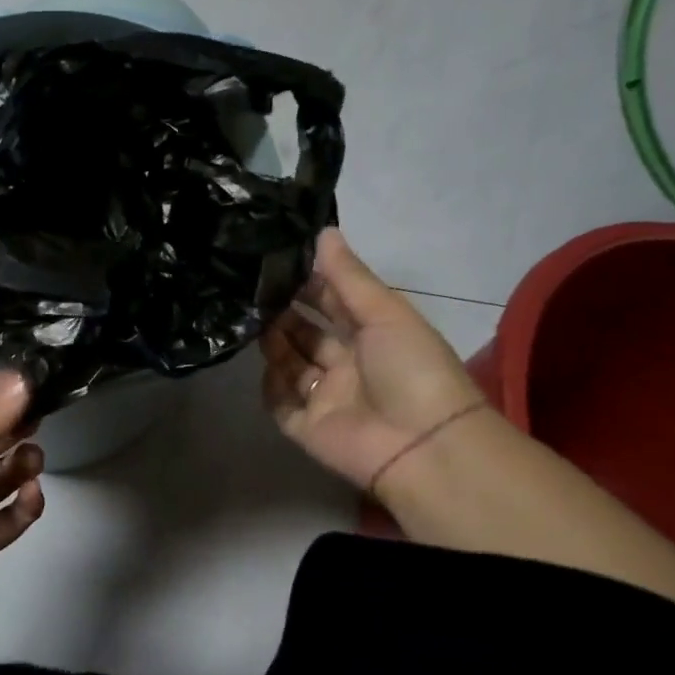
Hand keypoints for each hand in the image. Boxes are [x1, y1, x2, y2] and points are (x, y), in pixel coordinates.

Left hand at [0, 373, 46, 588]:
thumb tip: (28, 379)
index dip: (6, 402)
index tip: (36, 392)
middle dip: (19, 433)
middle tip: (37, 428)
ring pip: (5, 480)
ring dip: (23, 468)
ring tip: (32, 464)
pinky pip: (7, 520)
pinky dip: (24, 509)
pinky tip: (31, 497)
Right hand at [261, 228, 484, 490]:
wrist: (422, 444)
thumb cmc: (411, 368)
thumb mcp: (385, 312)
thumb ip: (349, 276)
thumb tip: (323, 231)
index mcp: (374, 336)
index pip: (335, 304)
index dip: (311, 285)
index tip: (278, 264)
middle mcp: (348, 365)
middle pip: (308, 335)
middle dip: (285, 314)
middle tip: (254, 292)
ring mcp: (327, 398)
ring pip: (291, 366)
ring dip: (274, 344)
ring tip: (252, 320)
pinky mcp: (307, 427)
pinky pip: (280, 404)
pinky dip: (270, 387)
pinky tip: (262, 366)